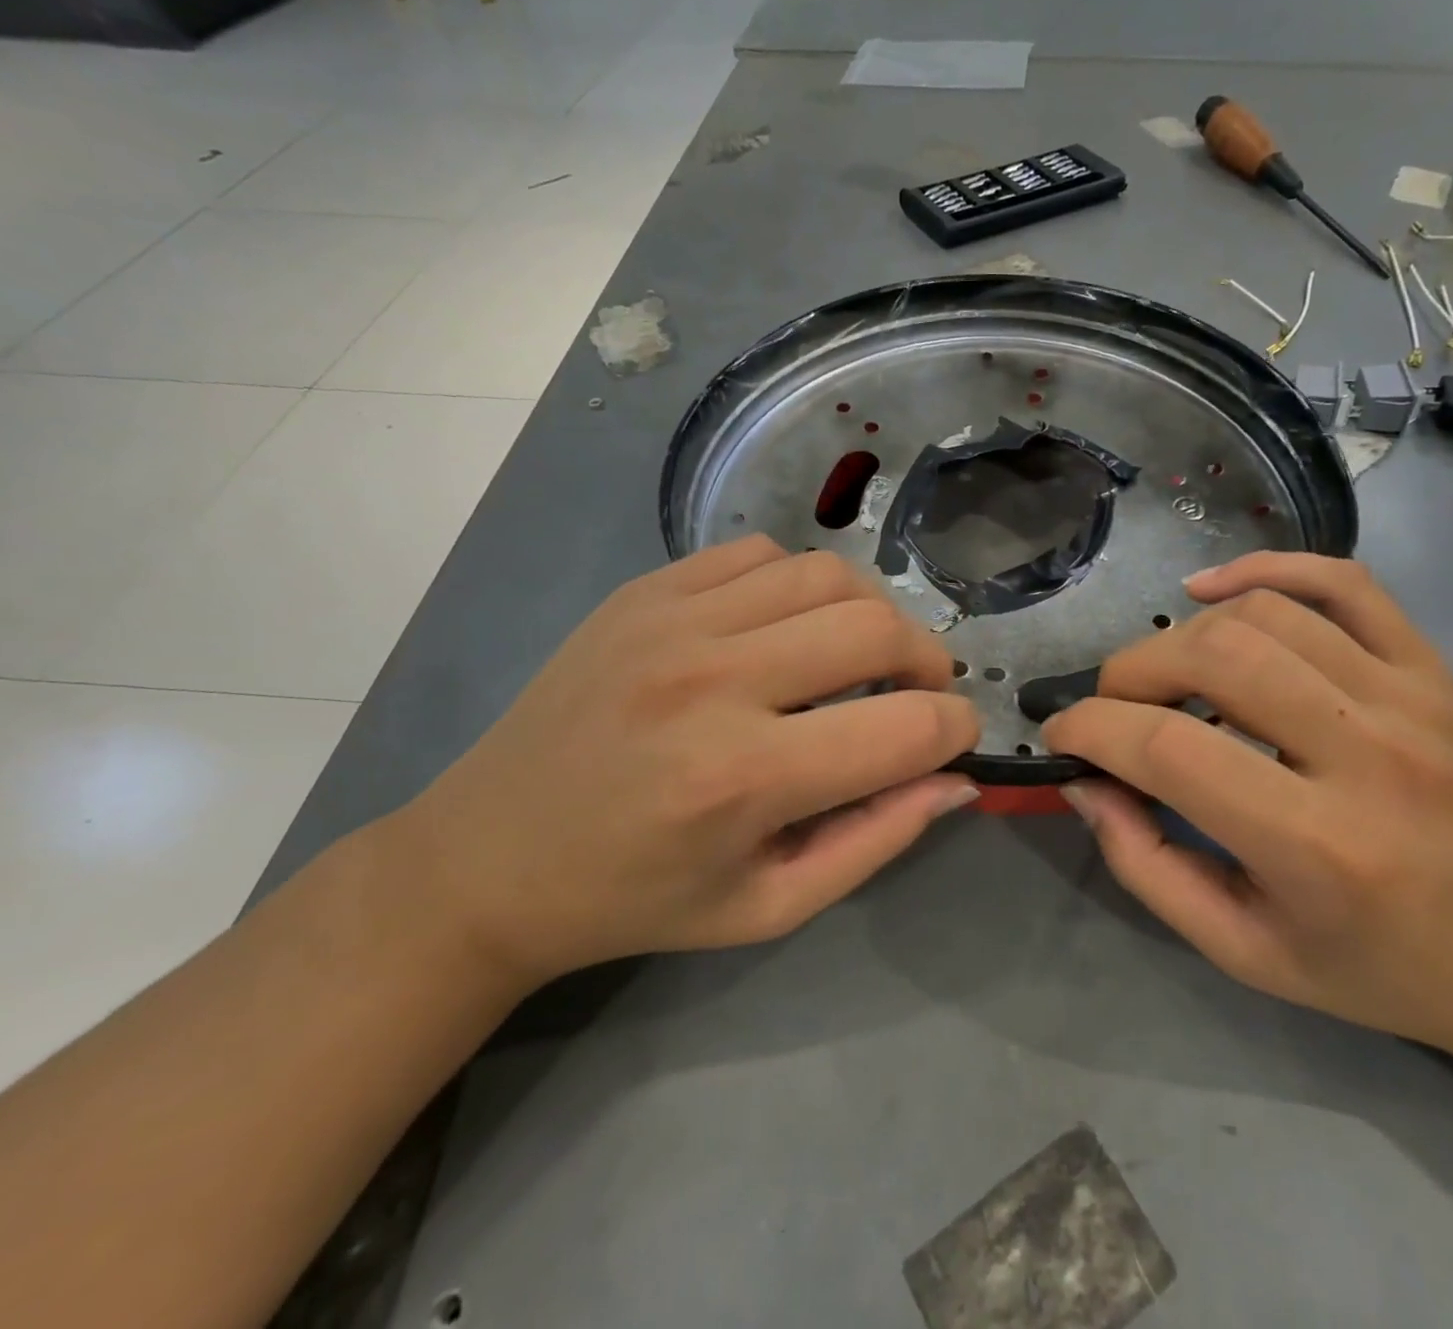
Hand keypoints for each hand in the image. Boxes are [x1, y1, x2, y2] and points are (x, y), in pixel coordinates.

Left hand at [400, 536, 979, 986]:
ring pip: (827, 573)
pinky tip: (786, 629)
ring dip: (870, 613)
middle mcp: (712, 680)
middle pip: (876, 628)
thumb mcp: (770, 906)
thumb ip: (877, 840)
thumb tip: (956, 779)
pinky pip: (760, 553)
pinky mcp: (645, 591)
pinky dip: (799, 586)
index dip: (955, 730)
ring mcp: (672, 620)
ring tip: (860, 655)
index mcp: (743, 778)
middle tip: (920, 692)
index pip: (907, 727)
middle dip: (928, 661)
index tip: (954, 740)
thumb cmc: (638, 899)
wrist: (488, 859)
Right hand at [1043, 551, 1452, 1058]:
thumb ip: (1145, 866)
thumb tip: (1085, 782)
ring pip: (1264, 614)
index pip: (1171, 749)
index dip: (1093, 728)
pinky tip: (1214, 588)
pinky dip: (1267, 568)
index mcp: (1320, 847)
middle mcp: (1371, 755)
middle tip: (1114, 707)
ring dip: (1186, 634)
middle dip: (1131, 672)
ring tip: (1168, 674)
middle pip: (1215, 658)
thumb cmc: (1375, 965)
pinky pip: (1343, 580)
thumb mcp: (1242, 951)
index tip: (1062, 733)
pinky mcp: (1431, 666)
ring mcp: (1410, 697)